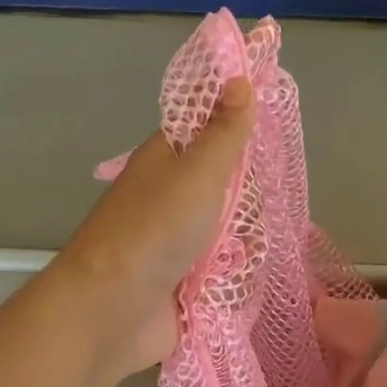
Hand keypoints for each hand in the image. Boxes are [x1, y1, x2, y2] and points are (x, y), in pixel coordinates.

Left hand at [56, 76, 255, 375]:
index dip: (238, 125)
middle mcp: (170, 198)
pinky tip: (247, 274)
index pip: (207, 130)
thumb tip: (239, 78)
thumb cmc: (156, 228)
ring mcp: (176, 242)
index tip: (271, 131)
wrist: (115, 308)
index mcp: (166, 160)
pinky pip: (223, 270)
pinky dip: (235, 273)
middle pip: (224, 185)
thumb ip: (224, 131)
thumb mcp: (198, 171)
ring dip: (244, 239)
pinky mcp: (184, 282)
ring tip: (257, 243)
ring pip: (227, 230)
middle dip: (248, 195)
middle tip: (268, 199)